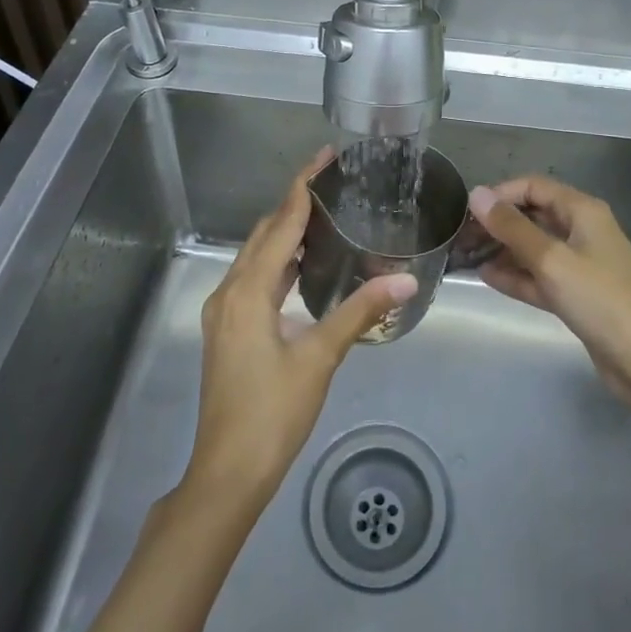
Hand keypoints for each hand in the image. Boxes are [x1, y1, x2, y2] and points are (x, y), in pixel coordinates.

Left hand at [183, 150, 417, 515]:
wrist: (227, 474)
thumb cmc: (272, 413)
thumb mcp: (319, 358)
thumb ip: (360, 311)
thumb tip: (405, 279)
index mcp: (248, 290)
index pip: (280, 223)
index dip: (303, 186)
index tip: (324, 156)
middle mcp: (230, 291)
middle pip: (264, 233)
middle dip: (295, 204)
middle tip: (332, 182)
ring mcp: (225, 312)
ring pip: (256, 256)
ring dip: (285, 232)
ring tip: (325, 215)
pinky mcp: (229, 330)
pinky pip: (254, 278)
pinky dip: (279, 261)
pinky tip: (305, 265)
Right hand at [469, 177, 630, 401]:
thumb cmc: (601, 300)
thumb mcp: (551, 260)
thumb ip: (512, 228)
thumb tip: (476, 194)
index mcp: (582, 210)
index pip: (534, 186)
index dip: (500, 194)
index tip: (468, 211)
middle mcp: (582, 230)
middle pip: (532, 215)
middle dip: (498, 223)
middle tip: (461, 237)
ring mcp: (580, 264)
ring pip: (534, 247)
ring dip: (502, 250)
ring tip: (466, 257)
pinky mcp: (577, 295)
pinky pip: (540, 275)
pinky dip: (516, 275)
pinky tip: (487, 278)